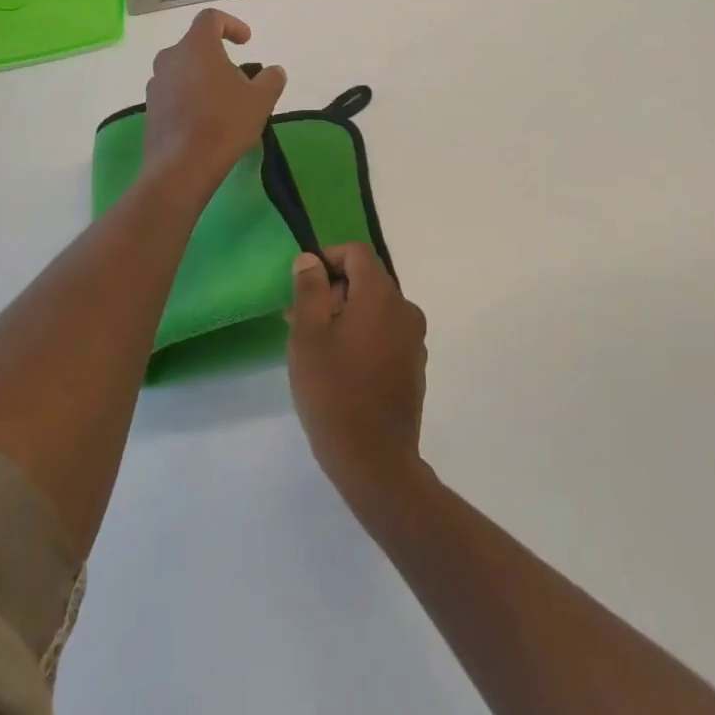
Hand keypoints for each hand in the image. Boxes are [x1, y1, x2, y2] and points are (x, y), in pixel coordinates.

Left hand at [142, 10, 286, 196]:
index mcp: (196, 46)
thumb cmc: (224, 123)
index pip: (210, 19)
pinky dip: (190, 97)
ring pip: (183, 70)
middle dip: (218, 57)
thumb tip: (274, 71)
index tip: (247, 42)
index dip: (231, 25)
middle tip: (239, 78)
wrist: (182, 166)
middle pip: (195, 46)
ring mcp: (156, 84)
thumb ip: (271, 79)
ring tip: (224, 102)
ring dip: (203, 78)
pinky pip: (174, 93)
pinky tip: (206, 121)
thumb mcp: (261, 99)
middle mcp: (170, 58)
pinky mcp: (150, 109)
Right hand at [287, 243, 429, 513]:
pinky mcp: (414, 366)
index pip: (357, 253)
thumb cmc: (333, 391)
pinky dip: (363, 335)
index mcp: (381, 296)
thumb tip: (310, 259)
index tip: (303, 284)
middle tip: (300, 319)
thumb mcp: (308, 336)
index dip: (328, 258)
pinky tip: (341, 367)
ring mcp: (413, 340)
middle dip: (333, 290)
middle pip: (367, 280)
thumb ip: (309, 290)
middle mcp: (405, 310)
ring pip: (376, 309)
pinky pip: (386, 334)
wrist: (375, 461)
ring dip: (346, 314)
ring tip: (315, 346)